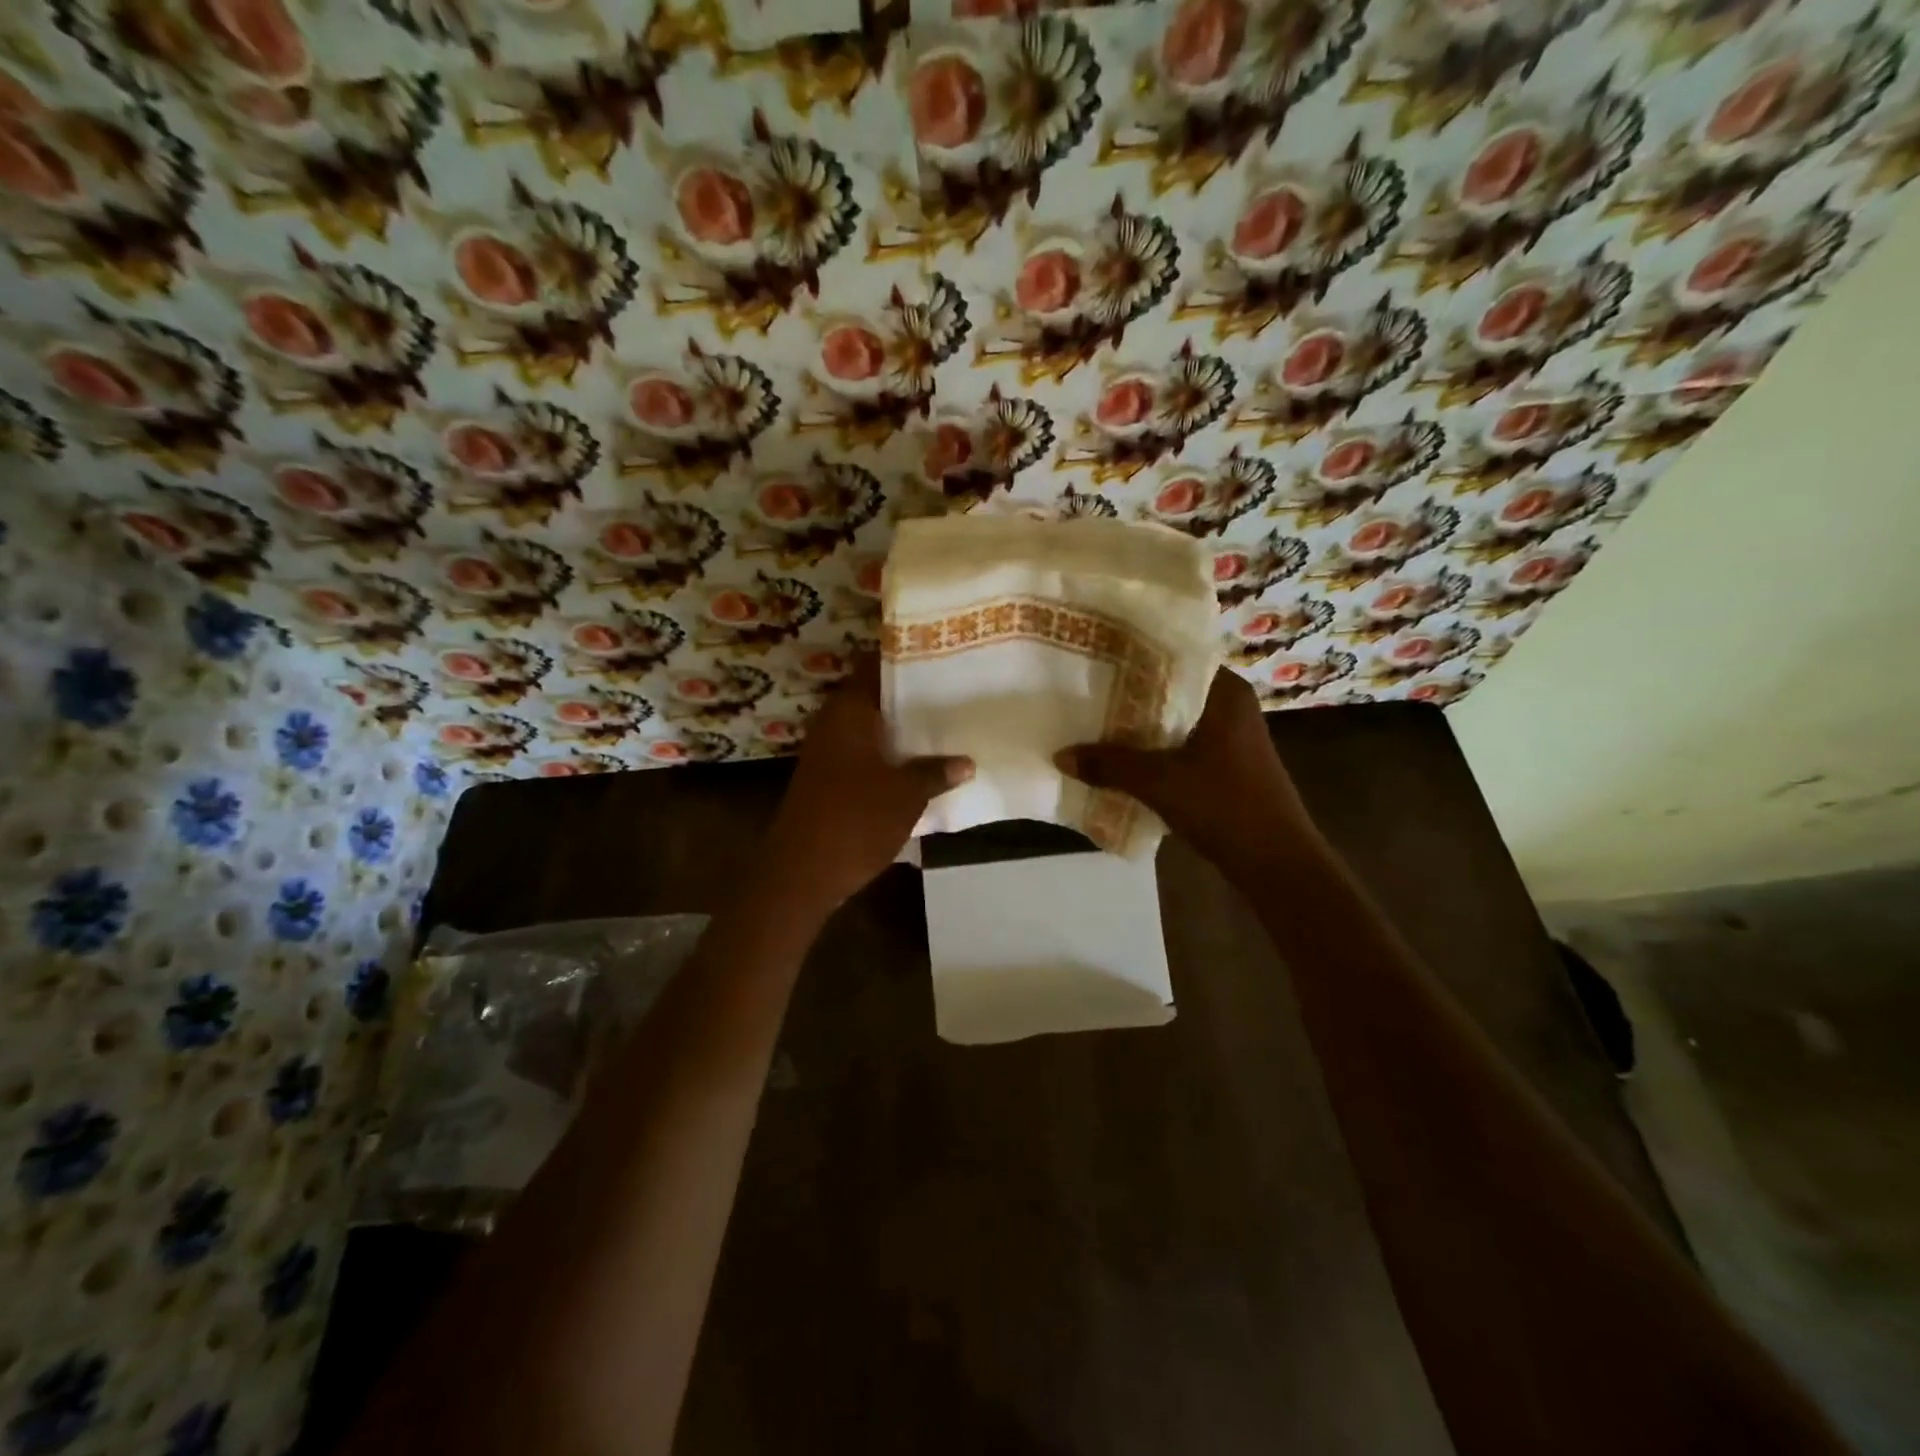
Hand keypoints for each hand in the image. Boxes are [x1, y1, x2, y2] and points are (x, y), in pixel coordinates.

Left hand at [764, 655, 972, 911]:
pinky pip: (862, 751)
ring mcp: (827, 751)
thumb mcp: (906, 795)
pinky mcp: (827, 777)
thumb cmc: (855, 820)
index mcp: (849, 711)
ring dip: (900, 728)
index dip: (905, 656)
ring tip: (944, 724)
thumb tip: (966, 762)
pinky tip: (918, 762)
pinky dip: (887, 752)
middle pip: (874, 696)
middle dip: (910, 695)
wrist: (801, 873)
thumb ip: (936, 772)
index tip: (939, 654)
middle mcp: (833, 722)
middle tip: (952, 690)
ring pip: (869, 726)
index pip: (875, 665)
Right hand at [1054, 668, 1322, 868]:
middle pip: (1169, 691)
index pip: (1173, 657)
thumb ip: (1109, 765)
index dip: (1132, 658)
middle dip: (1128, 696)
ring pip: (1173, 720)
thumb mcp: (1159, 783)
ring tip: (1092, 723)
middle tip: (1083, 691)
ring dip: (1138, 727)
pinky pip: (1180, 745)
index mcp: (1225, 693)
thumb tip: (1060, 754)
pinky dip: (1153, 750)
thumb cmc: (1225, 807)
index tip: (1094, 659)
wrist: (1277, 864)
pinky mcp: (1226, 764)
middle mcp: (1230, 706)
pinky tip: (1121, 759)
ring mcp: (1231, 736)